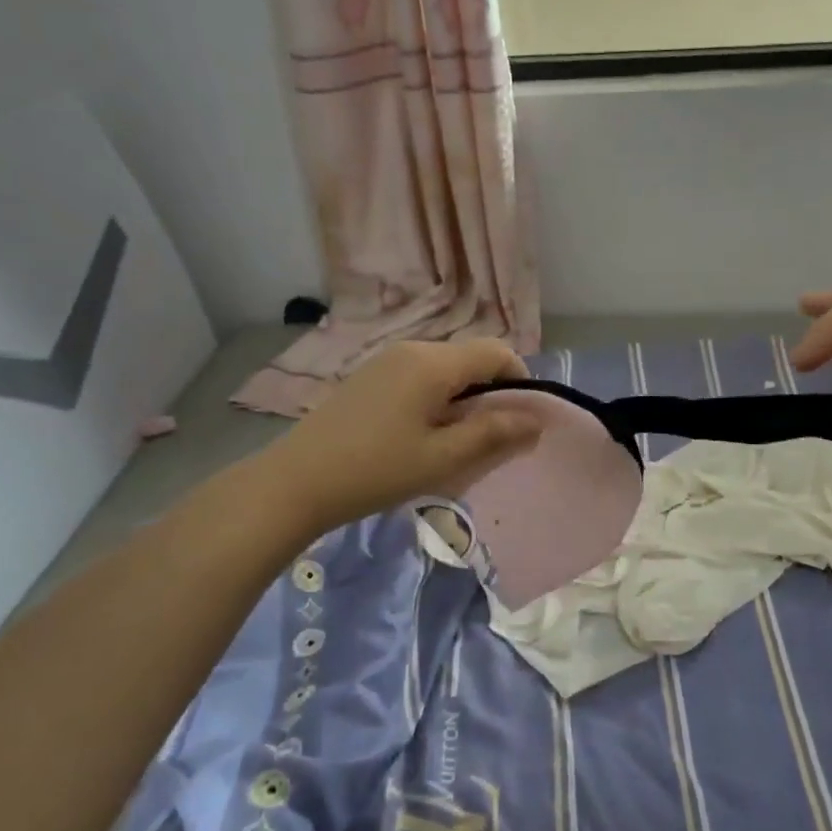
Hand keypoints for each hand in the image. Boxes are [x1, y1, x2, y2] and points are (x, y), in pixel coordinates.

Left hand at [264, 340, 542, 534]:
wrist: (296, 481)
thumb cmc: (376, 470)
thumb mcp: (442, 457)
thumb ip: (493, 434)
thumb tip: (535, 419)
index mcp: (433, 362)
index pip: (496, 352)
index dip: (520, 380)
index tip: (523, 420)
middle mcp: (412, 349)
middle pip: (470, 358)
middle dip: (492, 392)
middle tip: (492, 439)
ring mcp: (386, 361)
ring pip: (445, 368)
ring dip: (464, 397)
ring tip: (457, 442)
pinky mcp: (370, 377)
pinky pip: (420, 376)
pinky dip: (437, 398)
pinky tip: (422, 435)